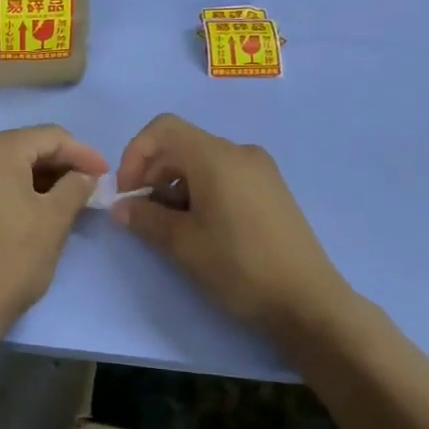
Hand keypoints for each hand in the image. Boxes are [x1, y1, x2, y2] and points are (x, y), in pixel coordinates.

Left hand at [0, 125, 108, 335]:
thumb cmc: (11, 260)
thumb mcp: (54, 220)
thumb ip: (76, 187)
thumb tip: (85, 176)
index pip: (50, 137)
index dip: (83, 153)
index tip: (107, 174)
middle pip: (25, 147)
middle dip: (60, 165)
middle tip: (90, 186)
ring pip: (6, 165)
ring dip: (39, 178)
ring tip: (69, 198)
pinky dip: (14, 188)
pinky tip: (36, 206)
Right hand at [112, 114, 351, 336]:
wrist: (307, 300)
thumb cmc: (239, 266)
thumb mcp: (183, 244)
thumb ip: (145, 218)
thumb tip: (121, 207)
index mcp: (217, 157)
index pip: (164, 128)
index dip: (135, 154)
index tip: (128, 193)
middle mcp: (240, 152)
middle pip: (182, 145)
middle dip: (153, 175)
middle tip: (143, 217)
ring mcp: (260, 170)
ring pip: (203, 163)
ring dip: (176, 187)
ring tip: (173, 229)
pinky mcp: (271, 190)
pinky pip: (225, 176)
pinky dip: (201, 192)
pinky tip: (203, 229)